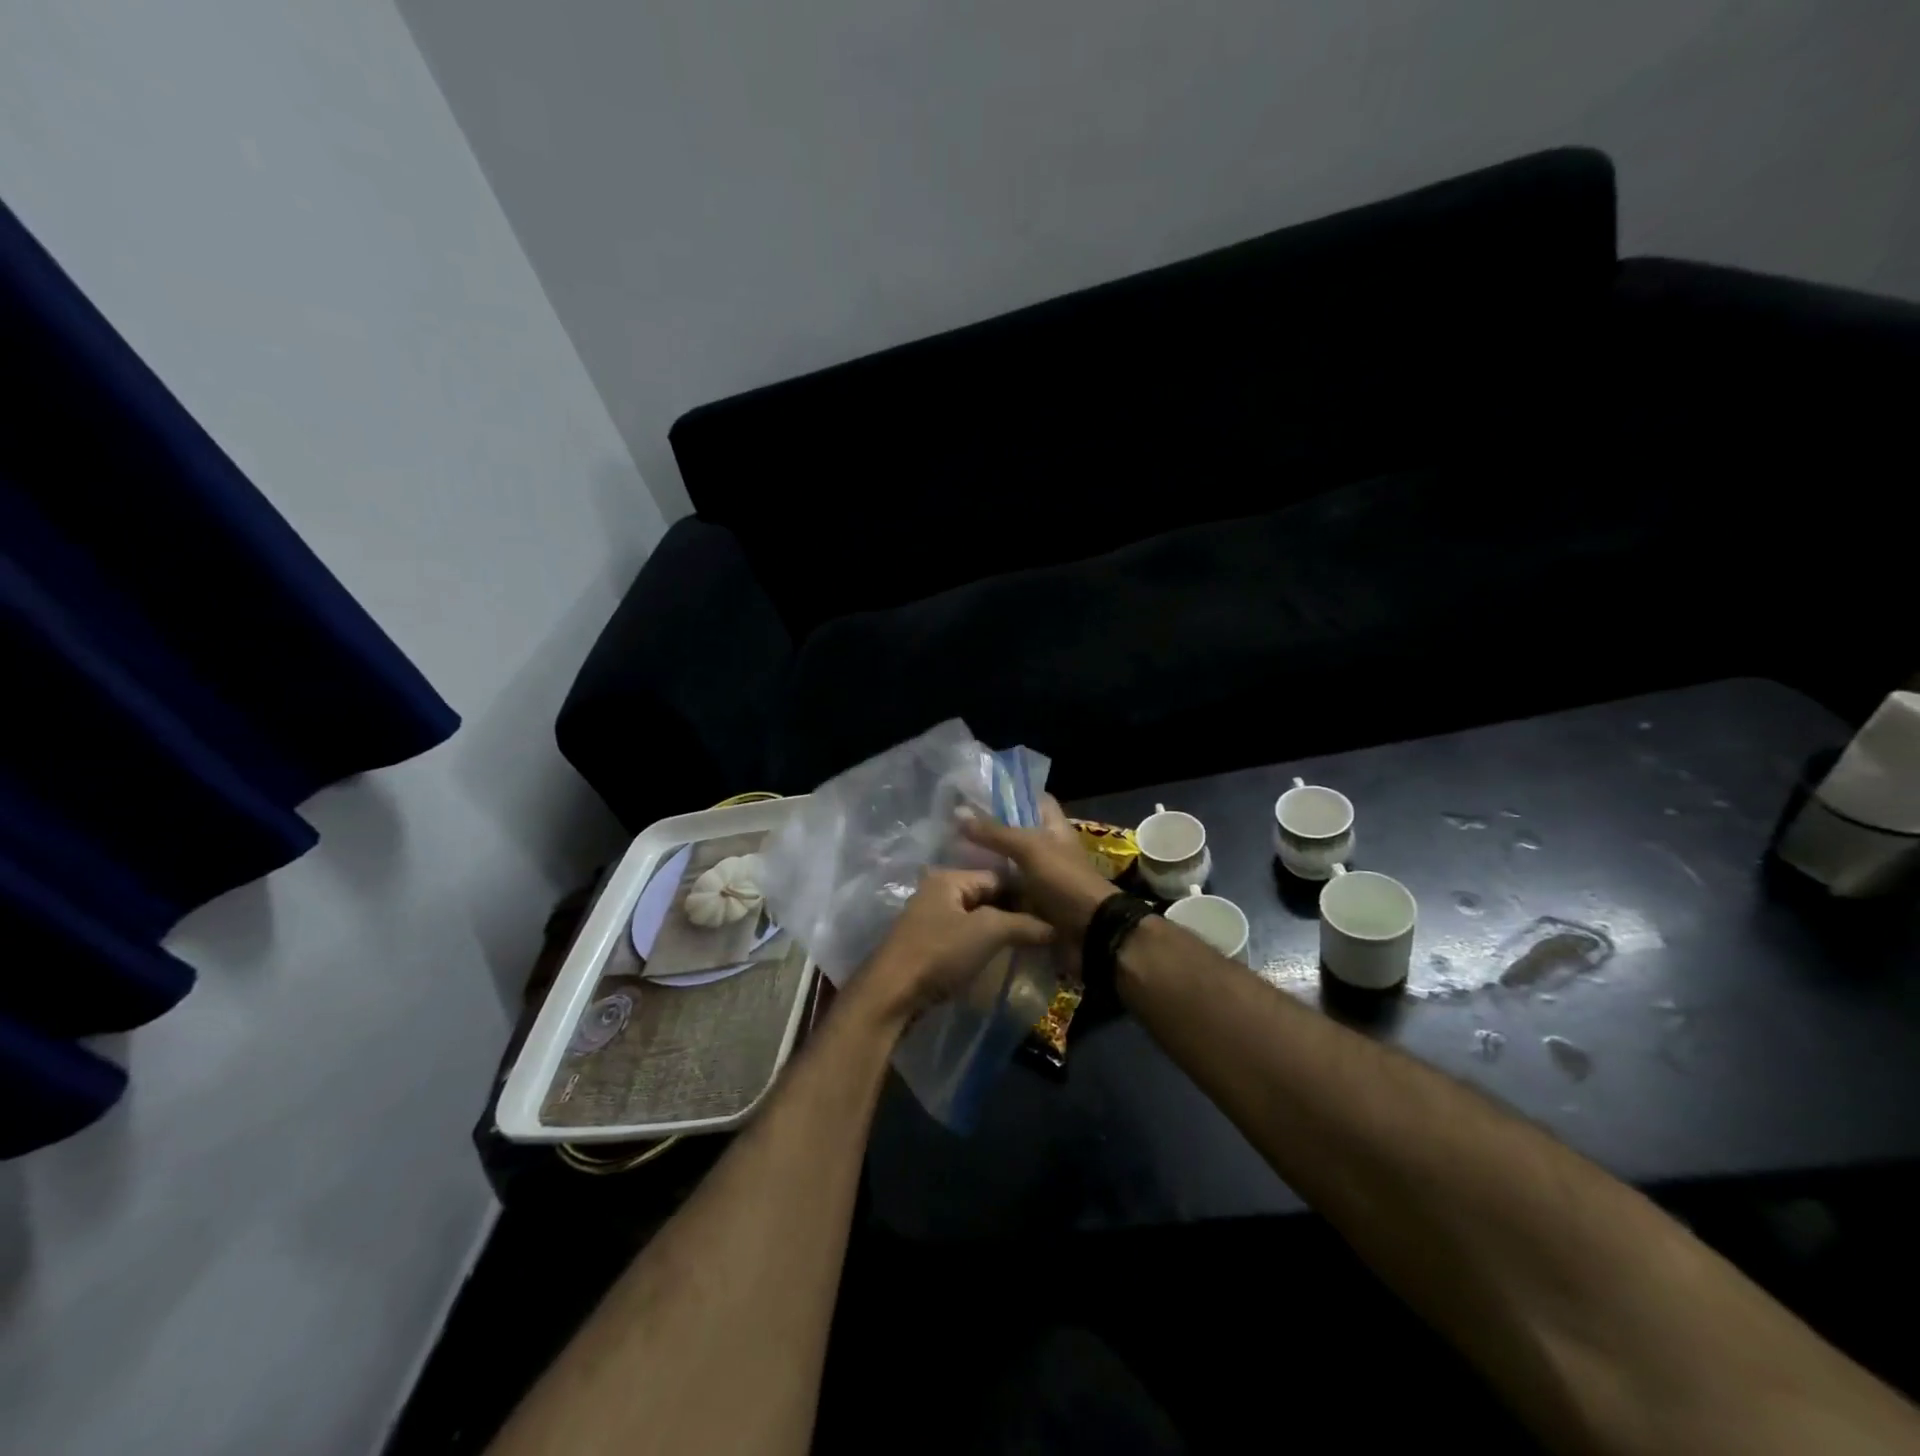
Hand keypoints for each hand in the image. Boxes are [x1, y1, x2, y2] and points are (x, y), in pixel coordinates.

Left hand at [857, 868, 1052, 1024]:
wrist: (891, 994)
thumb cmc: (939, 953)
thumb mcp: (987, 932)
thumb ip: (1023, 924)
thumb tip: (1055, 927)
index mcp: (949, 878)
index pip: (998, 876)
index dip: (1026, 893)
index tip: (1052, 911)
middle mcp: (937, 892)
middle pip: (986, 896)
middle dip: (1014, 912)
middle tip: (1045, 930)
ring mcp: (929, 919)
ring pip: (975, 918)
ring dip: (999, 930)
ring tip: (1028, 945)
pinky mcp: (926, 945)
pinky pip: (963, 936)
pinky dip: (982, 944)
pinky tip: (1000, 956)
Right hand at [960, 795, 1118, 948]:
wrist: (1089, 932)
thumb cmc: (1064, 880)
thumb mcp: (1030, 849)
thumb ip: (995, 832)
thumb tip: (958, 811)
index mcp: (1053, 828)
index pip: (1034, 800)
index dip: (1011, 794)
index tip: (978, 794)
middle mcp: (1046, 849)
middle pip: (1015, 833)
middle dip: (989, 831)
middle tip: (953, 827)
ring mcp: (1039, 877)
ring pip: (1007, 863)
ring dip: (985, 862)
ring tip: (949, 854)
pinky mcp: (1031, 903)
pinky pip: (1006, 891)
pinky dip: (989, 890)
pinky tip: (964, 886)